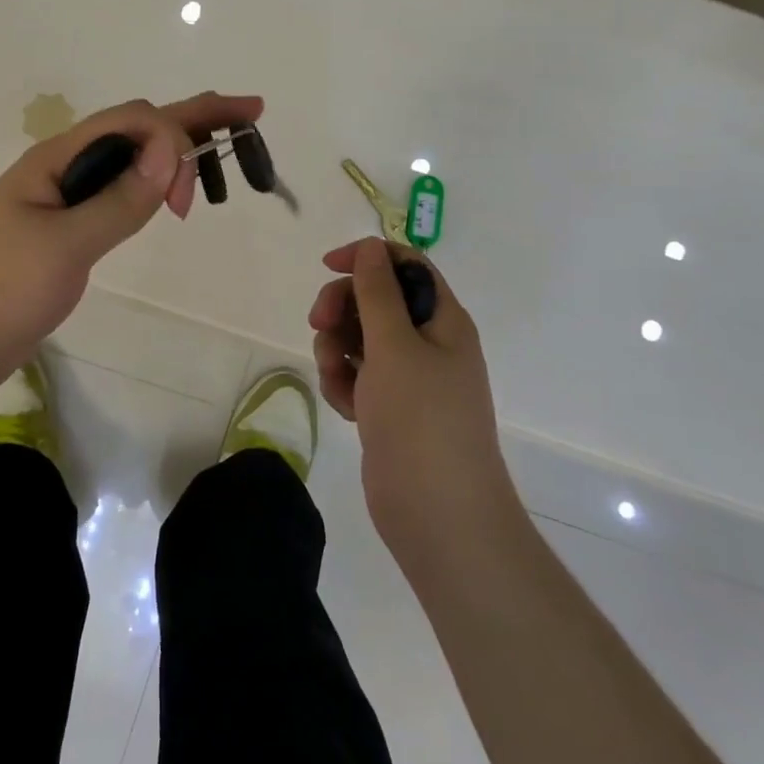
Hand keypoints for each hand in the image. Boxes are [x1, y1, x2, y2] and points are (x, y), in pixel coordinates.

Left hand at [0, 90, 263, 410]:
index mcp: (58, 159)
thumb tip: (170, 148)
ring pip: (127, 161)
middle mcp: (62, 169)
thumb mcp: (62, 246)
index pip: (133, 120)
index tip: (189, 198)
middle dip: (192, 119)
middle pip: (135, 130)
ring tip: (217, 164)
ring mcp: (60, 200)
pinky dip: (147, 186)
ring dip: (172, 153)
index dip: (178, 132)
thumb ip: (118, 200)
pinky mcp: (61, 233)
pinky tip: (163, 194)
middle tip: (249, 116)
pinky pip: (114, 194)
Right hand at [308, 238, 520, 580]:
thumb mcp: (394, 345)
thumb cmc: (421, 420)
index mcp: (442, 320)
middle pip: (375, 299)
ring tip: (337, 379)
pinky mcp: (390, 409)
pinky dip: (344, 384)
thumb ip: (377, 291)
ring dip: (337, 350)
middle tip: (320, 325)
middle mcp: (429, 343)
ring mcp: (409, 379)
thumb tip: (370, 246)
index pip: (404, 265)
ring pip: (359, 339)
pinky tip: (346, 407)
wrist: (439, 516)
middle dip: (342, 308)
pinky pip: (357, 377)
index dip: (366, 258)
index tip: (327, 266)